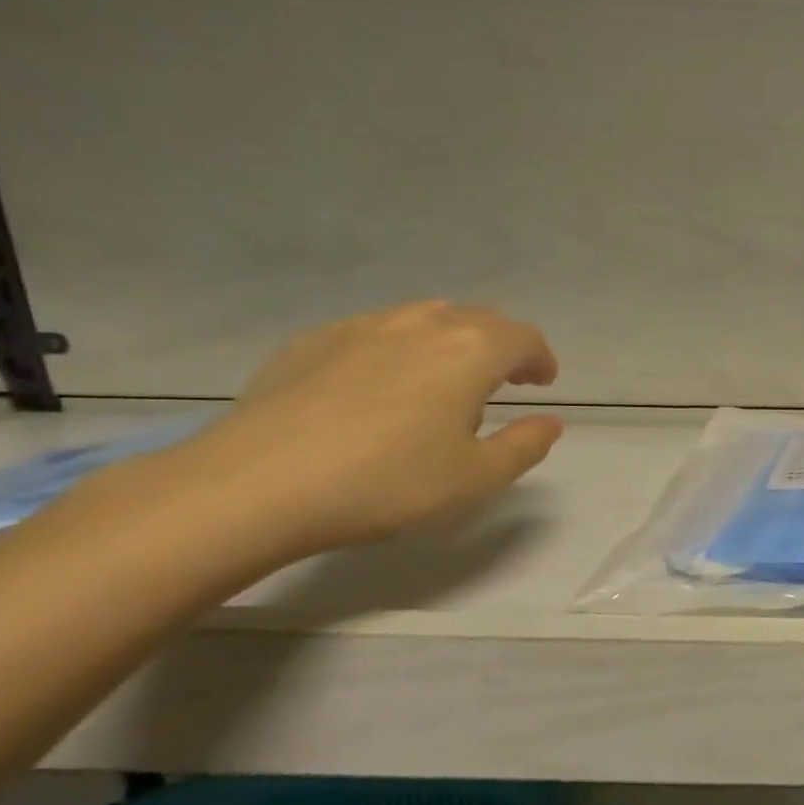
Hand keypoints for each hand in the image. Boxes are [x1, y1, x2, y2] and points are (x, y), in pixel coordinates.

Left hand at [173, 301, 563, 559]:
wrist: (255, 486)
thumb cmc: (387, 483)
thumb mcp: (477, 478)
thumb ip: (525, 446)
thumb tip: (549, 422)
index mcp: (469, 352)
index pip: (523, 338)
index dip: (540, 358)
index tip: (542, 383)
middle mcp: (420, 325)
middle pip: (477, 319)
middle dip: (501, 346)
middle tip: (504, 381)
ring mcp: (360, 328)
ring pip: (424, 318)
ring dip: (451, 342)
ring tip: (445, 381)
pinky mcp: (311, 342)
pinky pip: (375, 331)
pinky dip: (399, 348)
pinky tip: (381, 386)